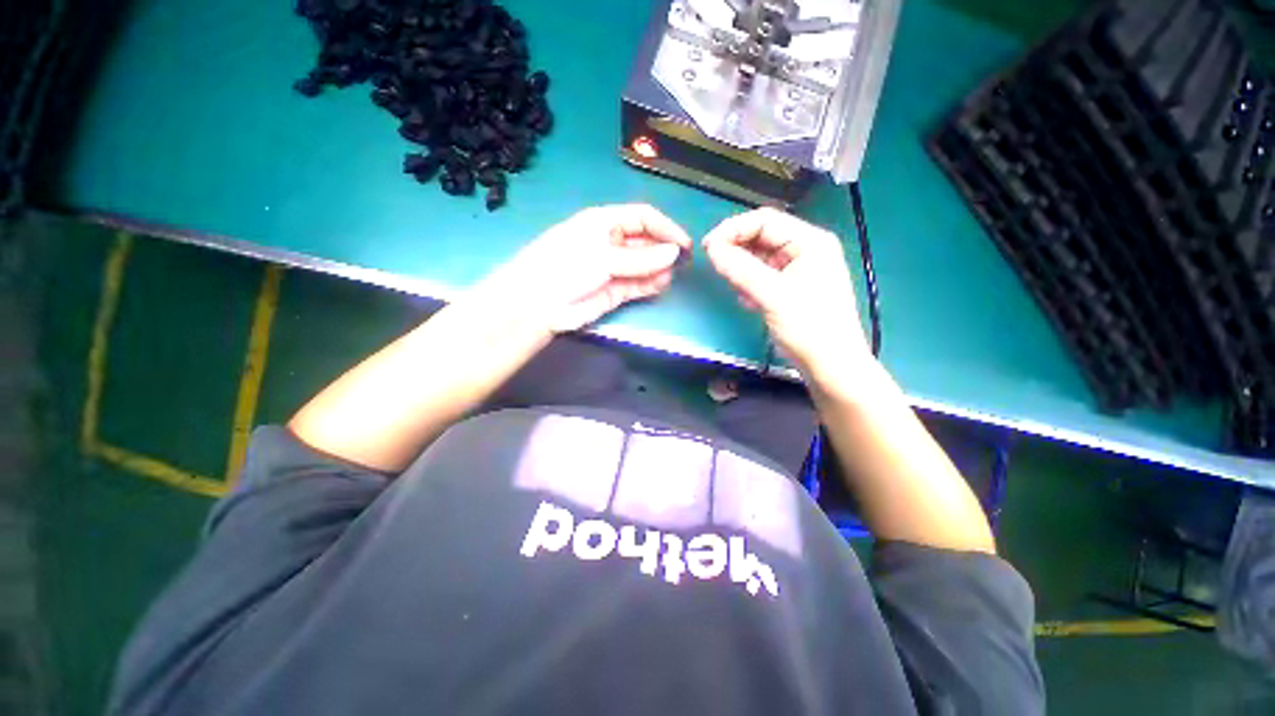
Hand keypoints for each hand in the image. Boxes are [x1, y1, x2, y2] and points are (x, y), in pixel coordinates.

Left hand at [479, 204, 692, 333]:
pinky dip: (651, 284)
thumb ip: (639, 257)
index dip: (665, 227)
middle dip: (664, 249)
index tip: (684, 243)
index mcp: (603, 221)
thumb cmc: (565, 268)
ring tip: (673, 275)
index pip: (642, 217)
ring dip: (660, 268)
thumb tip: (673, 252)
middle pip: (646, 240)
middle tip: (683, 262)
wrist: (538, 305)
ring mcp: (613, 268)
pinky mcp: (614, 290)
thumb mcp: (601, 256)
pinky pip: (638, 284)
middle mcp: (611, 242)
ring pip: (644, 264)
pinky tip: (662, 284)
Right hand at [703, 208, 869, 377]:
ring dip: (741, 269)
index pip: (765, 221)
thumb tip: (712, 248)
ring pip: (759, 258)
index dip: (734, 229)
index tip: (708, 246)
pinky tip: (747, 301)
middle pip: (761, 237)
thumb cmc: (809, 327)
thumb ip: (741, 269)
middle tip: (714, 265)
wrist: (829, 366)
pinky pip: (762, 277)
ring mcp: (797, 270)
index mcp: (810, 242)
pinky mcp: (789, 288)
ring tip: (735, 288)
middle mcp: (805, 250)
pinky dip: (749, 284)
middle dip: (736, 249)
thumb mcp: (773, 295)